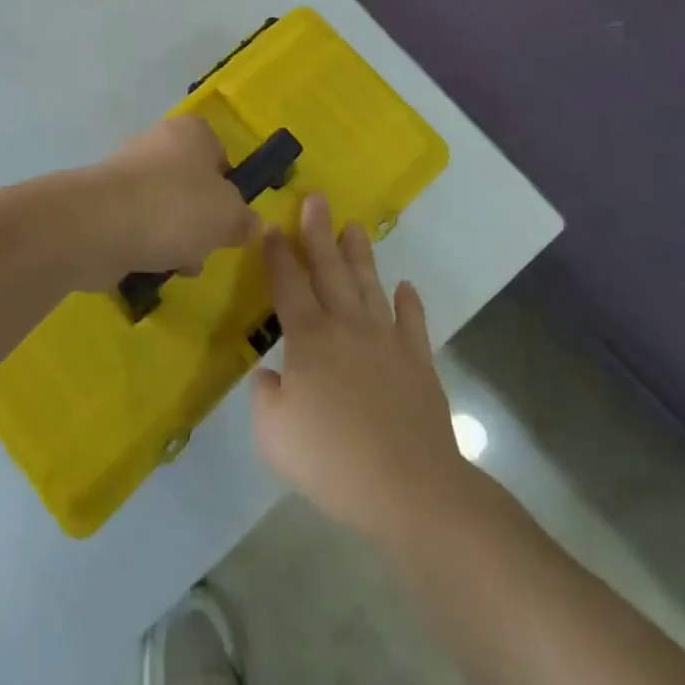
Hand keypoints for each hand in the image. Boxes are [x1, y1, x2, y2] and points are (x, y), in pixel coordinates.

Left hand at [75, 118, 256, 290]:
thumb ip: (245, 220)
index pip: (219, 153)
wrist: (100, 225)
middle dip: (200, 219)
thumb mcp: (228, 217)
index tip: (229, 216)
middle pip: (191, 183)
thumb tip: (251, 224)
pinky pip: (136, 224)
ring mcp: (126, 172)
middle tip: (205, 245)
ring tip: (177, 263)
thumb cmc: (175, 208)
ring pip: (164, 206)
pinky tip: (149, 266)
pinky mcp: (104, 202)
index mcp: (191, 132)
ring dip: (174, 237)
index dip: (228, 186)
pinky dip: (145, 244)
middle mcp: (158, 143)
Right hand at [252, 195, 472, 547]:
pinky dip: (409, 303)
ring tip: (355, 227)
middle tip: (316, 198)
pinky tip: (406, 287)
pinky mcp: (418, 362)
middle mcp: (347, 327)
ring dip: (360, 256)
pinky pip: (412, 323)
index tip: (271, 225)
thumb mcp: (274, 436)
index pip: (288, 285)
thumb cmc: (332, 461)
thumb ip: (266, 398)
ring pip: (369, 286)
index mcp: (309, 339)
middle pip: (330, 270)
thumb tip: (271, 376)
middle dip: (319, 233)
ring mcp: (387, 340)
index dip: (278, 254)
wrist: (409, 487)